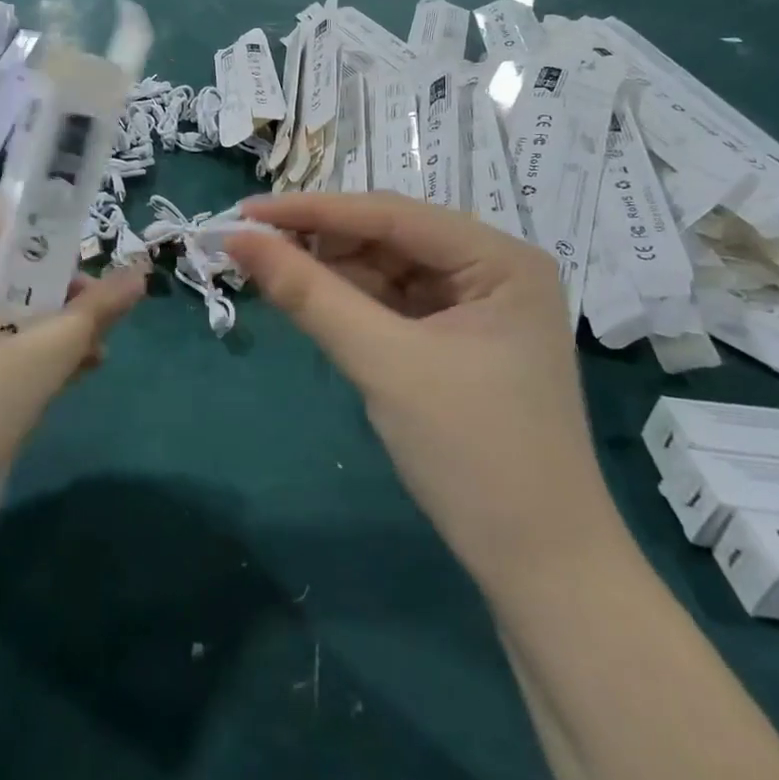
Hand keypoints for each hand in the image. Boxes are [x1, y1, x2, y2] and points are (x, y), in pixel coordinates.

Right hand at [222, 193, 619, 589]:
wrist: (541, 569)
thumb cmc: (473, 454)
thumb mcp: (384, 363)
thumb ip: (309, 294)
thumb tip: (237, 239)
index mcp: (500, 258)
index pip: (390, 214)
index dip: (312, 210)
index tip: (244, 211)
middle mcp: (492, 268)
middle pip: (388, 236)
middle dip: (320, 240)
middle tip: (248, 245)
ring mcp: (476, 305)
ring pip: (385, 268)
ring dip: (329, 271)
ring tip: (267, 270)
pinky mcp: (456, 339)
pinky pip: (391, 303)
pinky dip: (348, 301)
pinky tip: (309, 300)